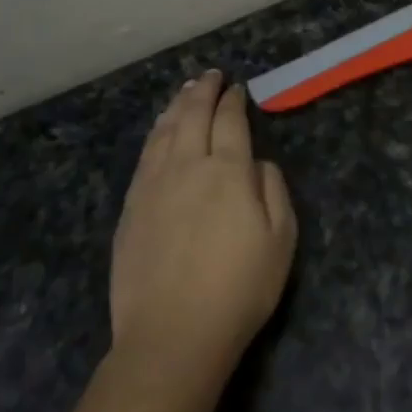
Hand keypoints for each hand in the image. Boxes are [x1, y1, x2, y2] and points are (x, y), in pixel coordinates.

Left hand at [109, 71, 297, 382]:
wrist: (172, 336)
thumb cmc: (239, 289)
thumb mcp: (280, 239)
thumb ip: (273, 190)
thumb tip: (257, 163)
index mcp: (228, 171)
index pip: (230, 121)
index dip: (234, 101)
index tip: (237, 89)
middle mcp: (188, 166)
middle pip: (193, 115)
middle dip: (203, 91)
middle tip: (210, 76)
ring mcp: (153, 186)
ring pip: (164, 131)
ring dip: (177, 106)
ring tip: (185, 91)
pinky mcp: (130, 208)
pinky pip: (145, 156)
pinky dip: (156, 133)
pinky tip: (160, 130)